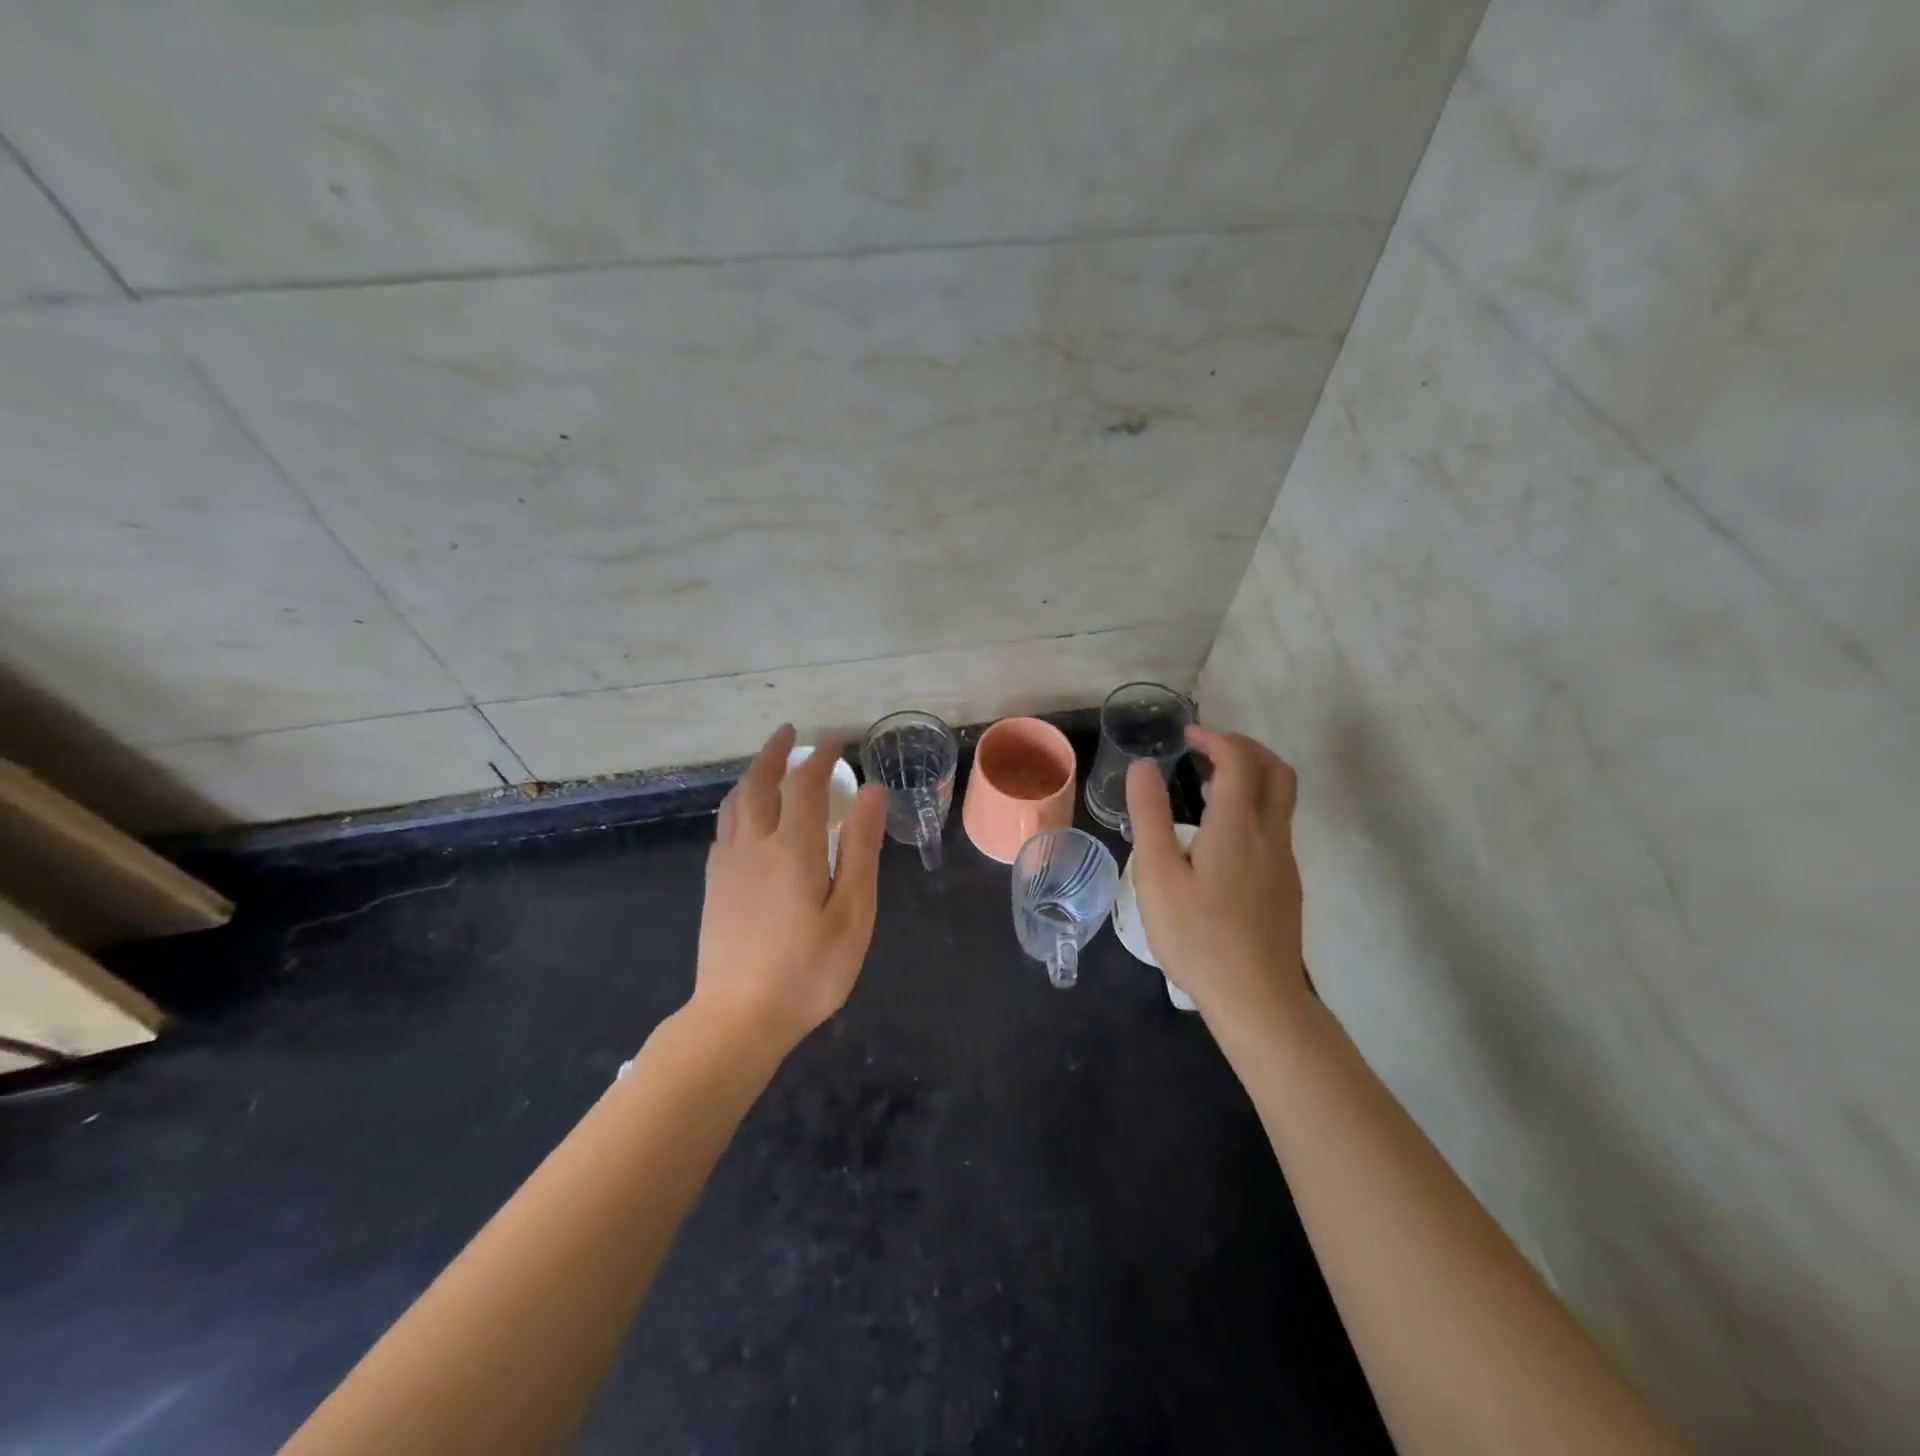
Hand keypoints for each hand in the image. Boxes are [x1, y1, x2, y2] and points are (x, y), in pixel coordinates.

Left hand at [693, 724, 887, 1057]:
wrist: (737, 1019)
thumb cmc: (808, 971)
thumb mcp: (852, 913)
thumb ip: (861, 849)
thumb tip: (871, 793)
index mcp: (793, 848)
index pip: (806, 785)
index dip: (821, 759)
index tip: (836, 743)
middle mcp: (754, 845)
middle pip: (759, 783)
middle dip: (775, 752)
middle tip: (791, 732)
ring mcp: (727, 865)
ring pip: (735, 802)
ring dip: (752, 774)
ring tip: (768, 765)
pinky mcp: (713, 885)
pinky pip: (724, 827)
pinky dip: (738, 804)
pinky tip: (746, 817)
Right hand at [1125, 727, 1308, 1025]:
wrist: (1257, 999)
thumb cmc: (1198, 936)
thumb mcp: (1158, 875)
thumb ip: (1150, 816)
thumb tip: (1144, 766)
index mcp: (1237, 826)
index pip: (1238, 760)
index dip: (1214, 738)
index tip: (1185, 736)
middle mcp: (1270, 835)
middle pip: (1276, 771)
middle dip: (1244, 748)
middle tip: (1206, 749)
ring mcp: (1284, 862)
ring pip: (1280, 800)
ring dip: (1251, 777)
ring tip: (1207, 786)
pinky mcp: (1286, 885)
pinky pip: (1275, 827)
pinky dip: (1252, 807)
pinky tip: (1220, 836)